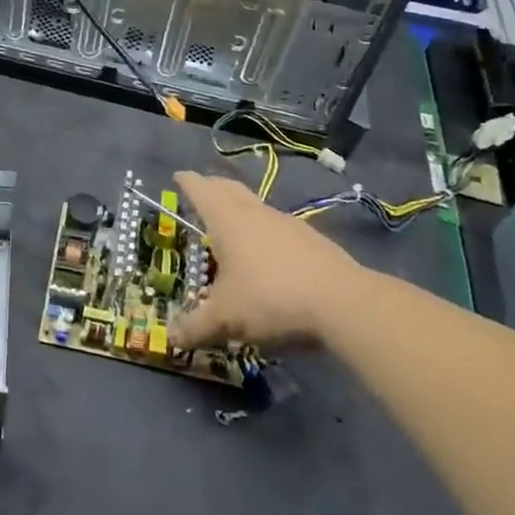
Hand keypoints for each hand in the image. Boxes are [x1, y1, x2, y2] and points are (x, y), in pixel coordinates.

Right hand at [169, 170, 359, 350]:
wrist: (343, 303)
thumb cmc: (270, 298)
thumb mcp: (225, 318)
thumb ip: (196, 327)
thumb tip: (172, 338)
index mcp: (227, 219)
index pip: (201, 189)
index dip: (187, 182)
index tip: (178, 176)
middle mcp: (255, 212)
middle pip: (229, 188)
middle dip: (213, 186)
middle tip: (202, 191)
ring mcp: (288, 224)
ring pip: (256, 207)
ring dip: (241, 210)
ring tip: (232, 228)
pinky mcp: (313, 241)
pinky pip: (278, 228)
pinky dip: (264, 233)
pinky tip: (267, 257)